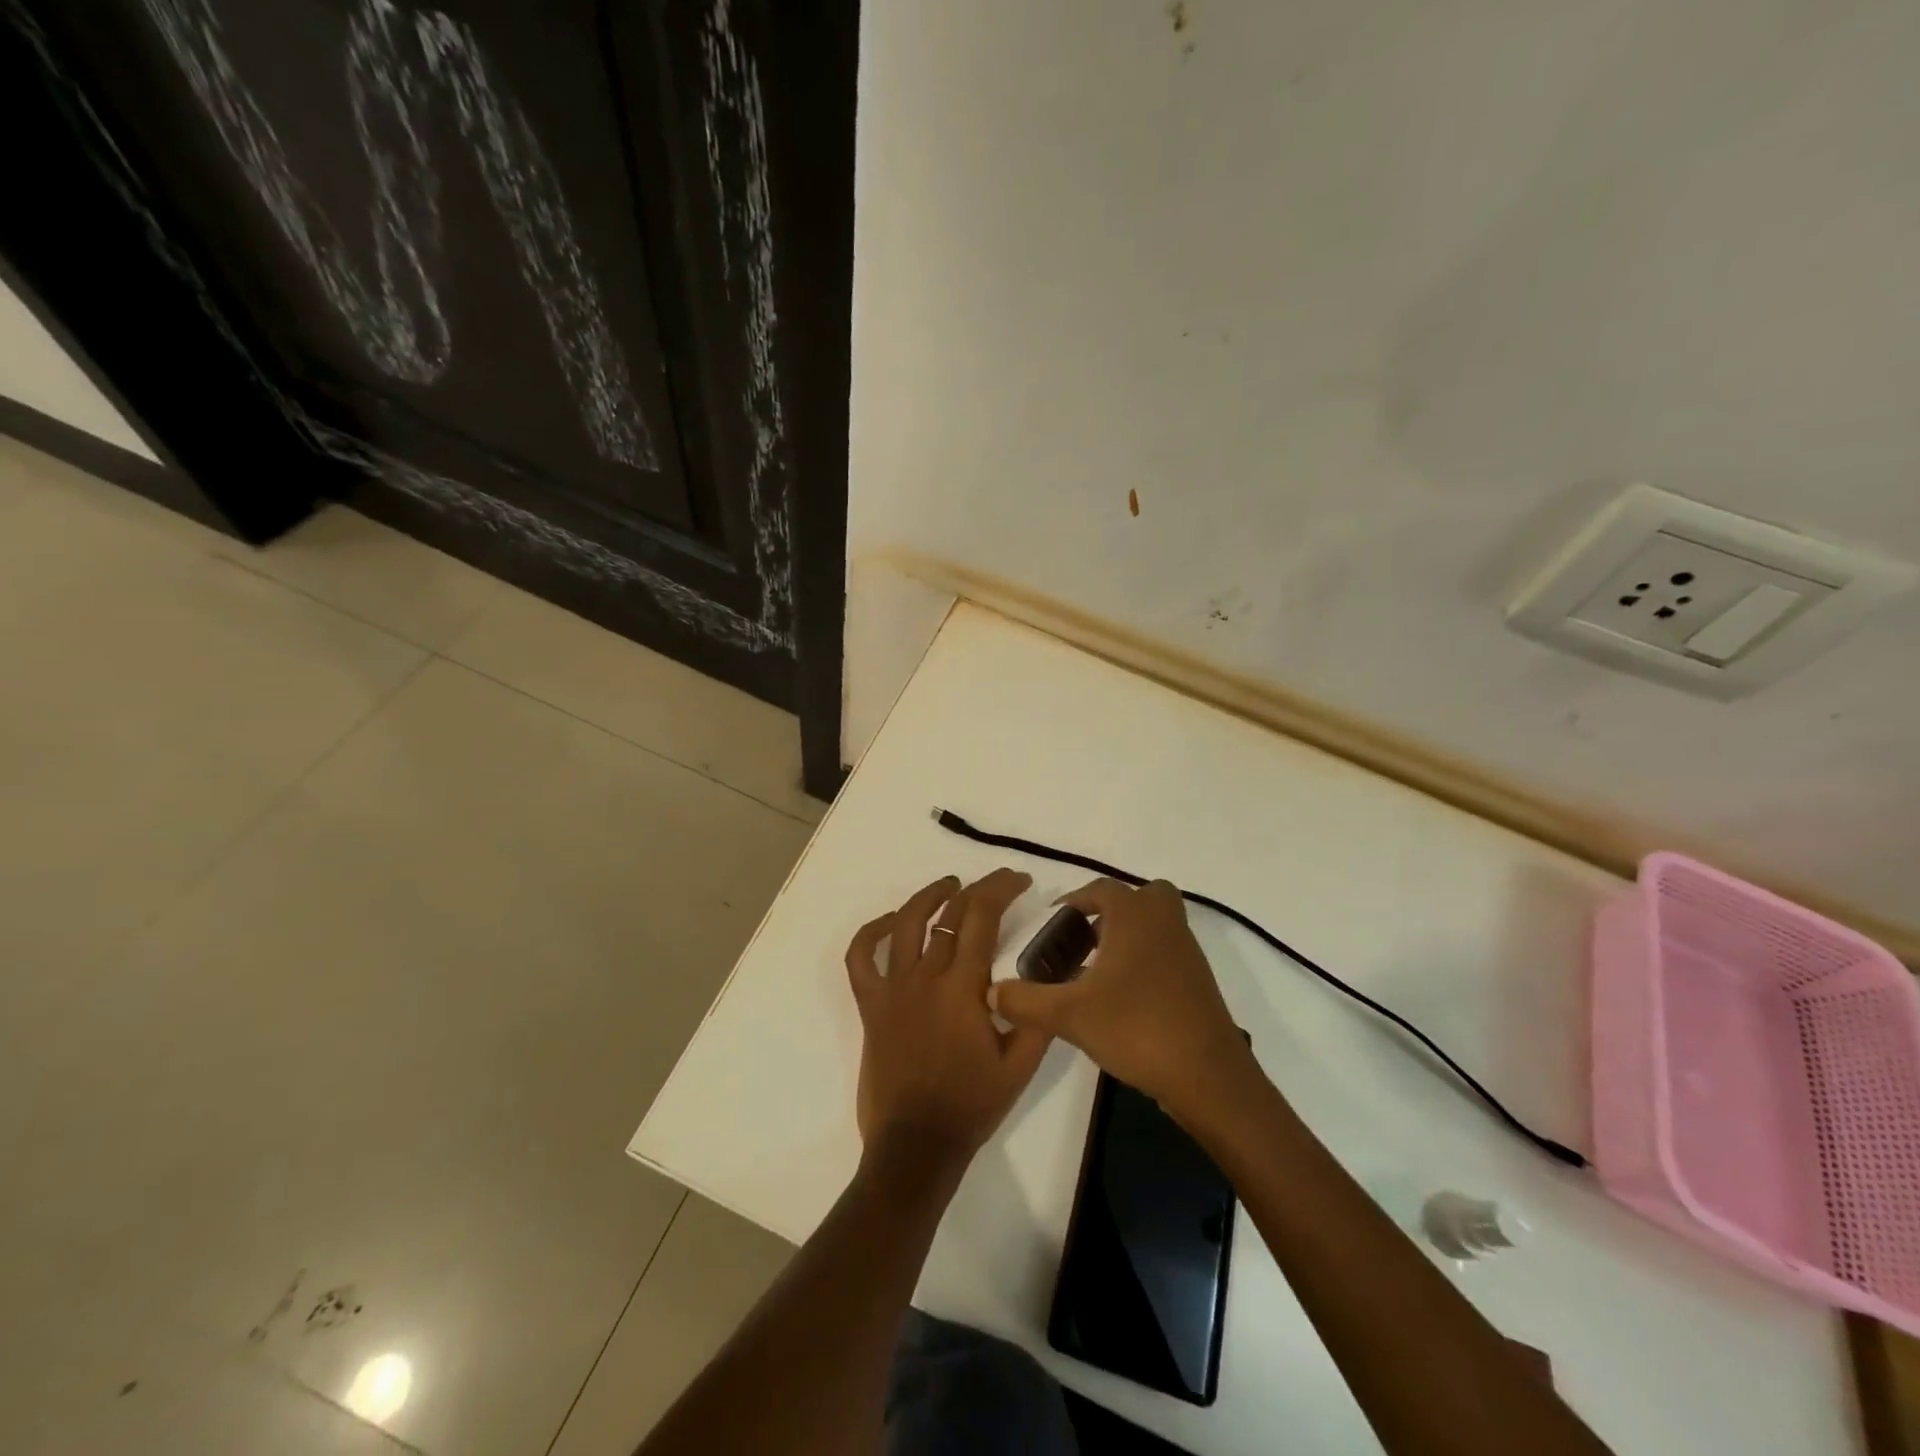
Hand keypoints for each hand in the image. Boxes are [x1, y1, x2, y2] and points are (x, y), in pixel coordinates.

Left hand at [845, 869, 1051, 1164]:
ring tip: (948, 885)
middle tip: (997, 884)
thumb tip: (1050, 974)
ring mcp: (892, 989)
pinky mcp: (870, 1005)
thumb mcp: (1021, 1065)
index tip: (1020, 880)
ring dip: (928, 896)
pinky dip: (870, 933)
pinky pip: (859, 958)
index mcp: (963, 987)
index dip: (1002, 888)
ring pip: (904, 923)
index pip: (981, 916)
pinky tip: (890, 923)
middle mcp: (925, 977)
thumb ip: (1037, 1014)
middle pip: (949, 913)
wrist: (917, 1145)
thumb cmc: (972, 1104)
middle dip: (978, 889)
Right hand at [989, 878, 1255, 1124]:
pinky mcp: (1198, 981)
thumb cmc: (1137, 1028)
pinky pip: (1167, 951)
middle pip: (1140, 897)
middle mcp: (1164, 923)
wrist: (1208, 1077)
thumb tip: (991, 993)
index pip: (1100, 890)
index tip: (1051, 925)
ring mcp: (1187, 951)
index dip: (1072, 902)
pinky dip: (1145, 960)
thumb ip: (1026, 1001)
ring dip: (1128, 936)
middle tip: (1082, 941)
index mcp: (1135, 916)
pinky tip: (1122, 998)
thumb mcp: (1070, 1015)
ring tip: (1095, 972)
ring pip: (1156, 924)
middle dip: (1110, 912)